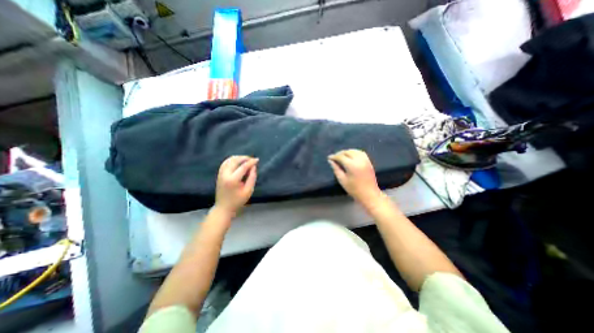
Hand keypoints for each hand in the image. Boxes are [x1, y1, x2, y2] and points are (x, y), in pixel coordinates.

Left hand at [214, 154, 258, 215]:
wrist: (223, 207)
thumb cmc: (238, 201)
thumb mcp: (248, 191)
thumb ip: (252, 177)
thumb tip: (253, 167)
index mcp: (233, 180)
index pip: (243, 167)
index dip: (251, 162)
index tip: (257, 160)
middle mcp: (225, 174)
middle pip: (235, 160)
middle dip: (244, 158)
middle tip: (252, 159)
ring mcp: (221, 174)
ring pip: (229, 160)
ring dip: (238, 158)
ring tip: (246, 159)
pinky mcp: (219, 174)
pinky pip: (225, 163)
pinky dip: (232, 160)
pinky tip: (238, 161)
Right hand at [330, 149, 380, 203]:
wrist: (369, 194)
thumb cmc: (354, 189)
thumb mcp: (342, 180)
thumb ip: (336, 169)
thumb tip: (331, 161)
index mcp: (352, 165)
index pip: (341, 157)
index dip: (334, 156)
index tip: (329, 158)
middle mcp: (359, 160)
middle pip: (348, 152)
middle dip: (340, 153)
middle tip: (334, 157)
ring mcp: (365, 160)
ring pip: (354, 151)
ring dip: (347, 152)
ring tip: (341, 156)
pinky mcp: (369, 161)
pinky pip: (360, 153)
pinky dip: (354, 152)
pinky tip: (350, 156)